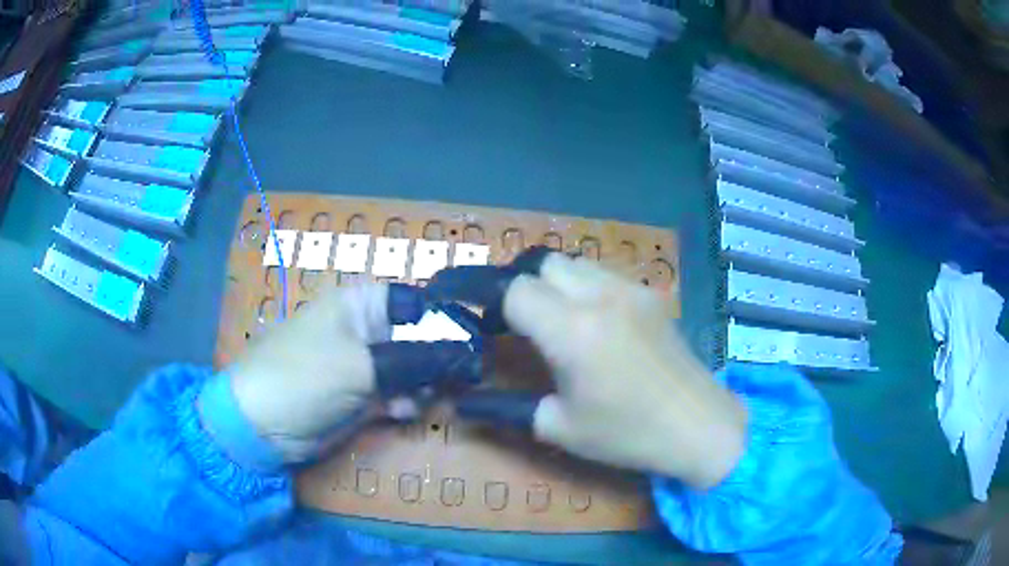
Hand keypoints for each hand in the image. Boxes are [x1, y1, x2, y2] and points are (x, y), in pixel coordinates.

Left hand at [200, 283, 481, 467]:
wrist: (261, 425)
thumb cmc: (303, 377)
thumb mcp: (360, 366)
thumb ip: (414, 360)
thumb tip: (465, 355)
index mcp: (361, 305)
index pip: (417, 302)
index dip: (447, 318)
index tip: (475, 342)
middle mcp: (366, 330)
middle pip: (418, 337)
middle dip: (440, 357)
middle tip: (465, 377)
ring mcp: (364, 364)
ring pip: (412, 368)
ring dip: (425, 384)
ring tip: (430, 398)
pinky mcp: (362, 394)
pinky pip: (397, 393)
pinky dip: (406, 402)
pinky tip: (405, 410)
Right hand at [434, 251, 746, 488]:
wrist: (699, 425)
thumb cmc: (628, 434)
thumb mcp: (560, 428)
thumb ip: (505, 409)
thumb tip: (462, 405)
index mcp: (573, 331)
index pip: (512, 290)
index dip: (480, 294)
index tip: (464, 308)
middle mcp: (599, 296)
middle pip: (540, 263)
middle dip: (514, 285)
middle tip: (505, 319)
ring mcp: (629, 290)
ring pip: (571, 262)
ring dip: (548, 282)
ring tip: (544, 318)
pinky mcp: (648, 295)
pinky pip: (600, 274)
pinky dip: (578, 285)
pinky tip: (585, 321)